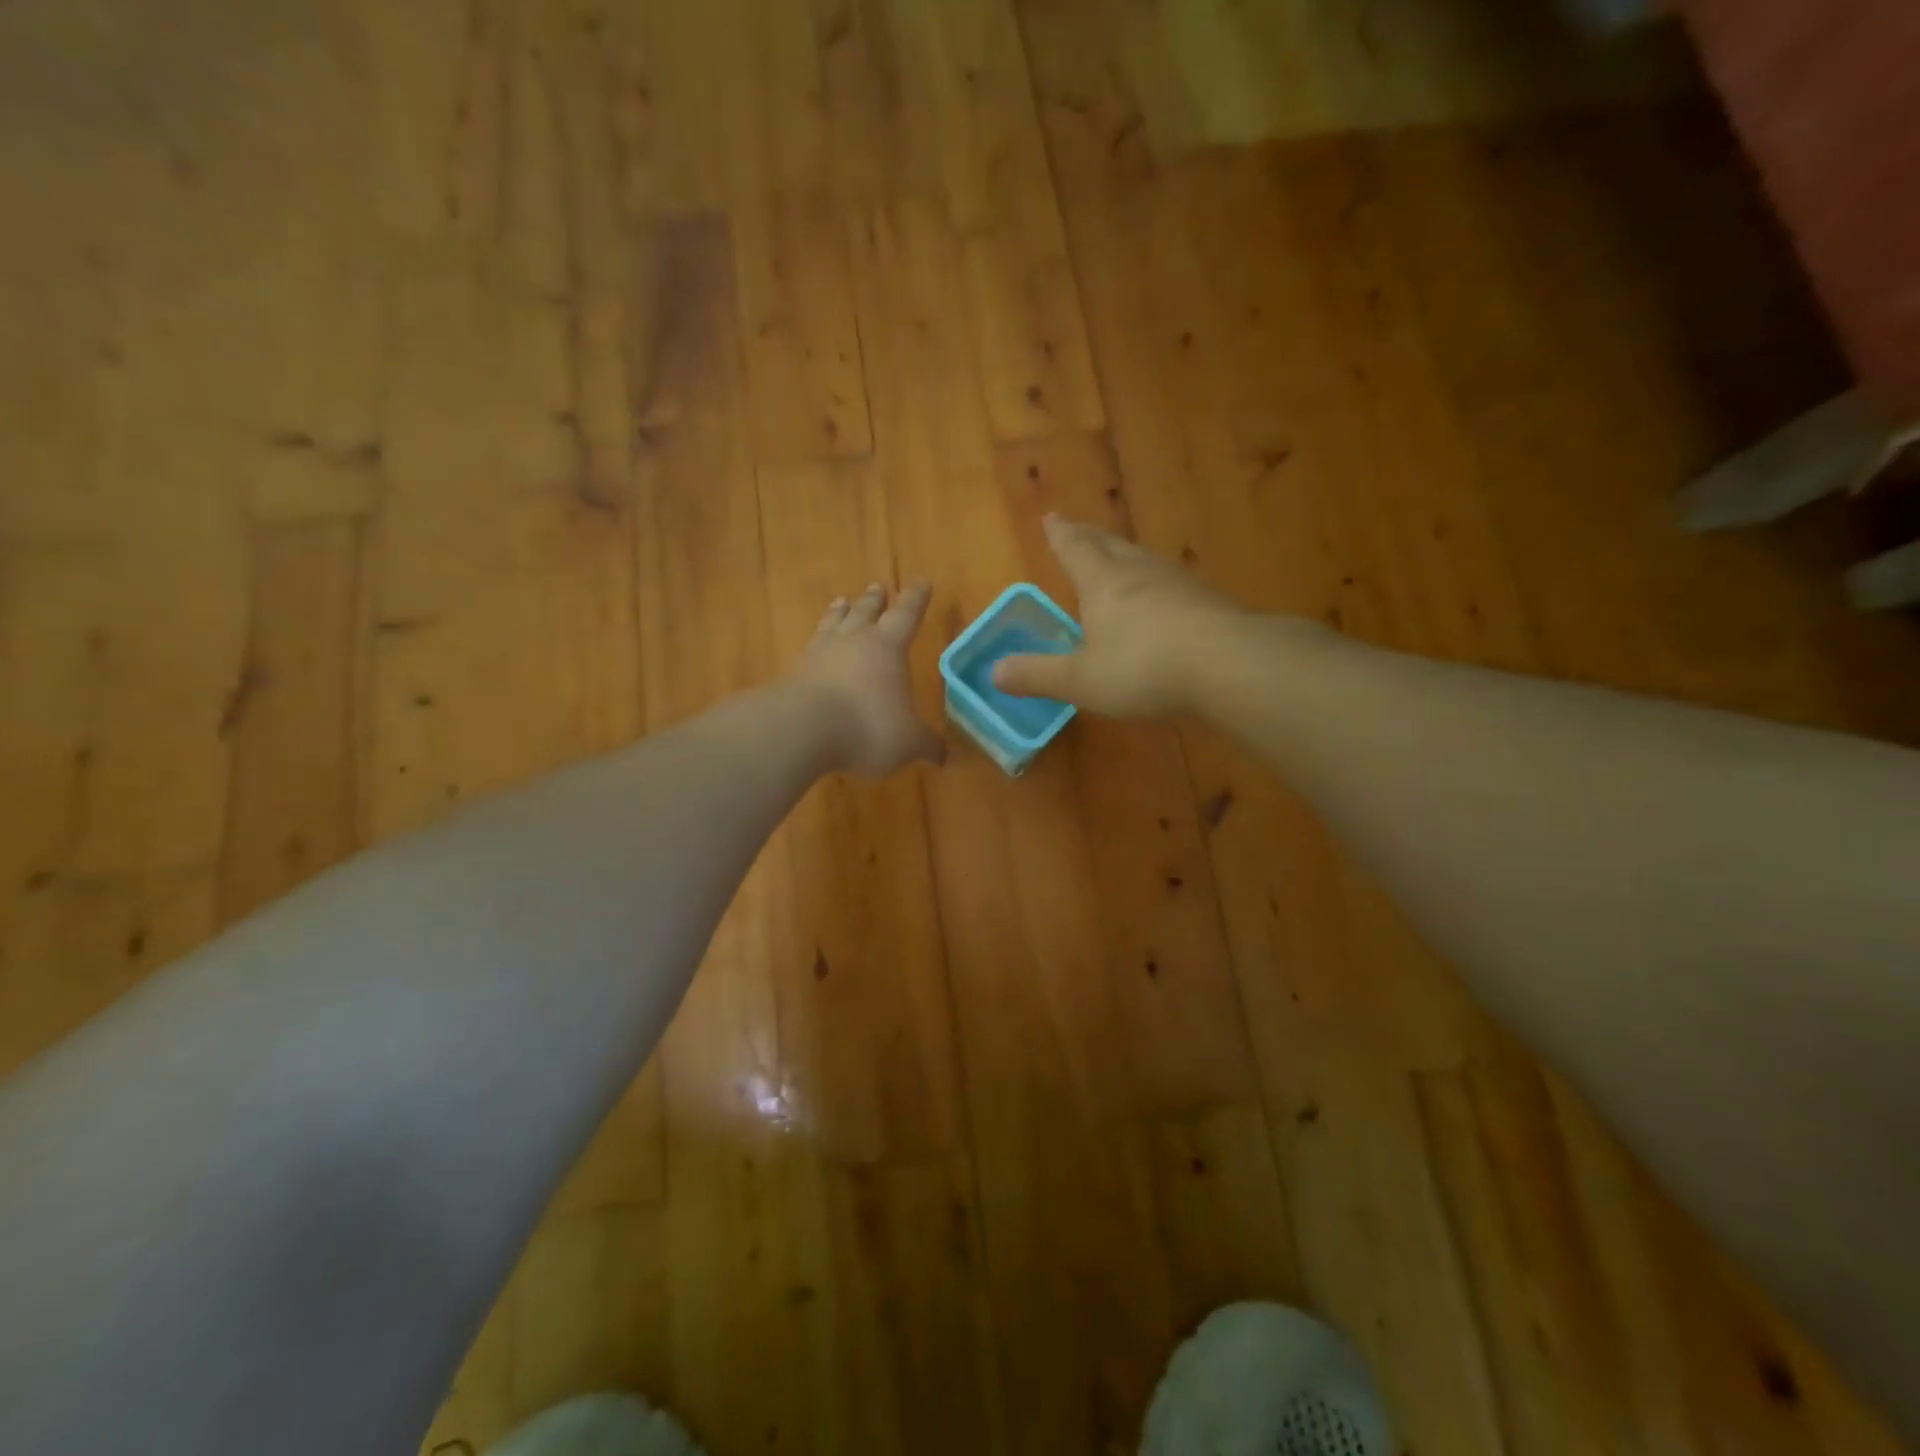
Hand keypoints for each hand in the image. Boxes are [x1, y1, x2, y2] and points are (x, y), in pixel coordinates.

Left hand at [793, 581, 945, 776]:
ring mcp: (819, 654)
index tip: (922, 581)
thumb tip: (943, 756)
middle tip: (877, 587)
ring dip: (839, 612)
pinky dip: (815, 644)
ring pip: (833, 623)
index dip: (916, 599)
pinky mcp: (794, 672)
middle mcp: (853, 641)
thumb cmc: (868, 727)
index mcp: (887, 647)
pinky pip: (808, 649)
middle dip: (874, 600)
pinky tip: (812, 648)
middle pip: (865, 612)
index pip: (906, 614)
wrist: (802, 729)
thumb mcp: (908, 742)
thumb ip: (926, 745)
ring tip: (841, 602)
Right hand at [992, 515, 1242, 716]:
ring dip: (1123, 553)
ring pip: (1142, 559)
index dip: (1060, 535)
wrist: (1227, 663)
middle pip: (1109, 544)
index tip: (1051, 517)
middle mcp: (1137, 572)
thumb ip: (1038, 675)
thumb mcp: (1080, 679)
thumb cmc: (1142, 667)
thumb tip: (994, 671)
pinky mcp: (1206, 601)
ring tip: (1117, 555)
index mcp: (1102, 583)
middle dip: (1088, 536)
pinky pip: (1169, 582)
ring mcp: (1176, 582)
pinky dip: (1154, 582)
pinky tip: (1162, 595)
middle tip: (1076, 527)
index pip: (1074, 549)